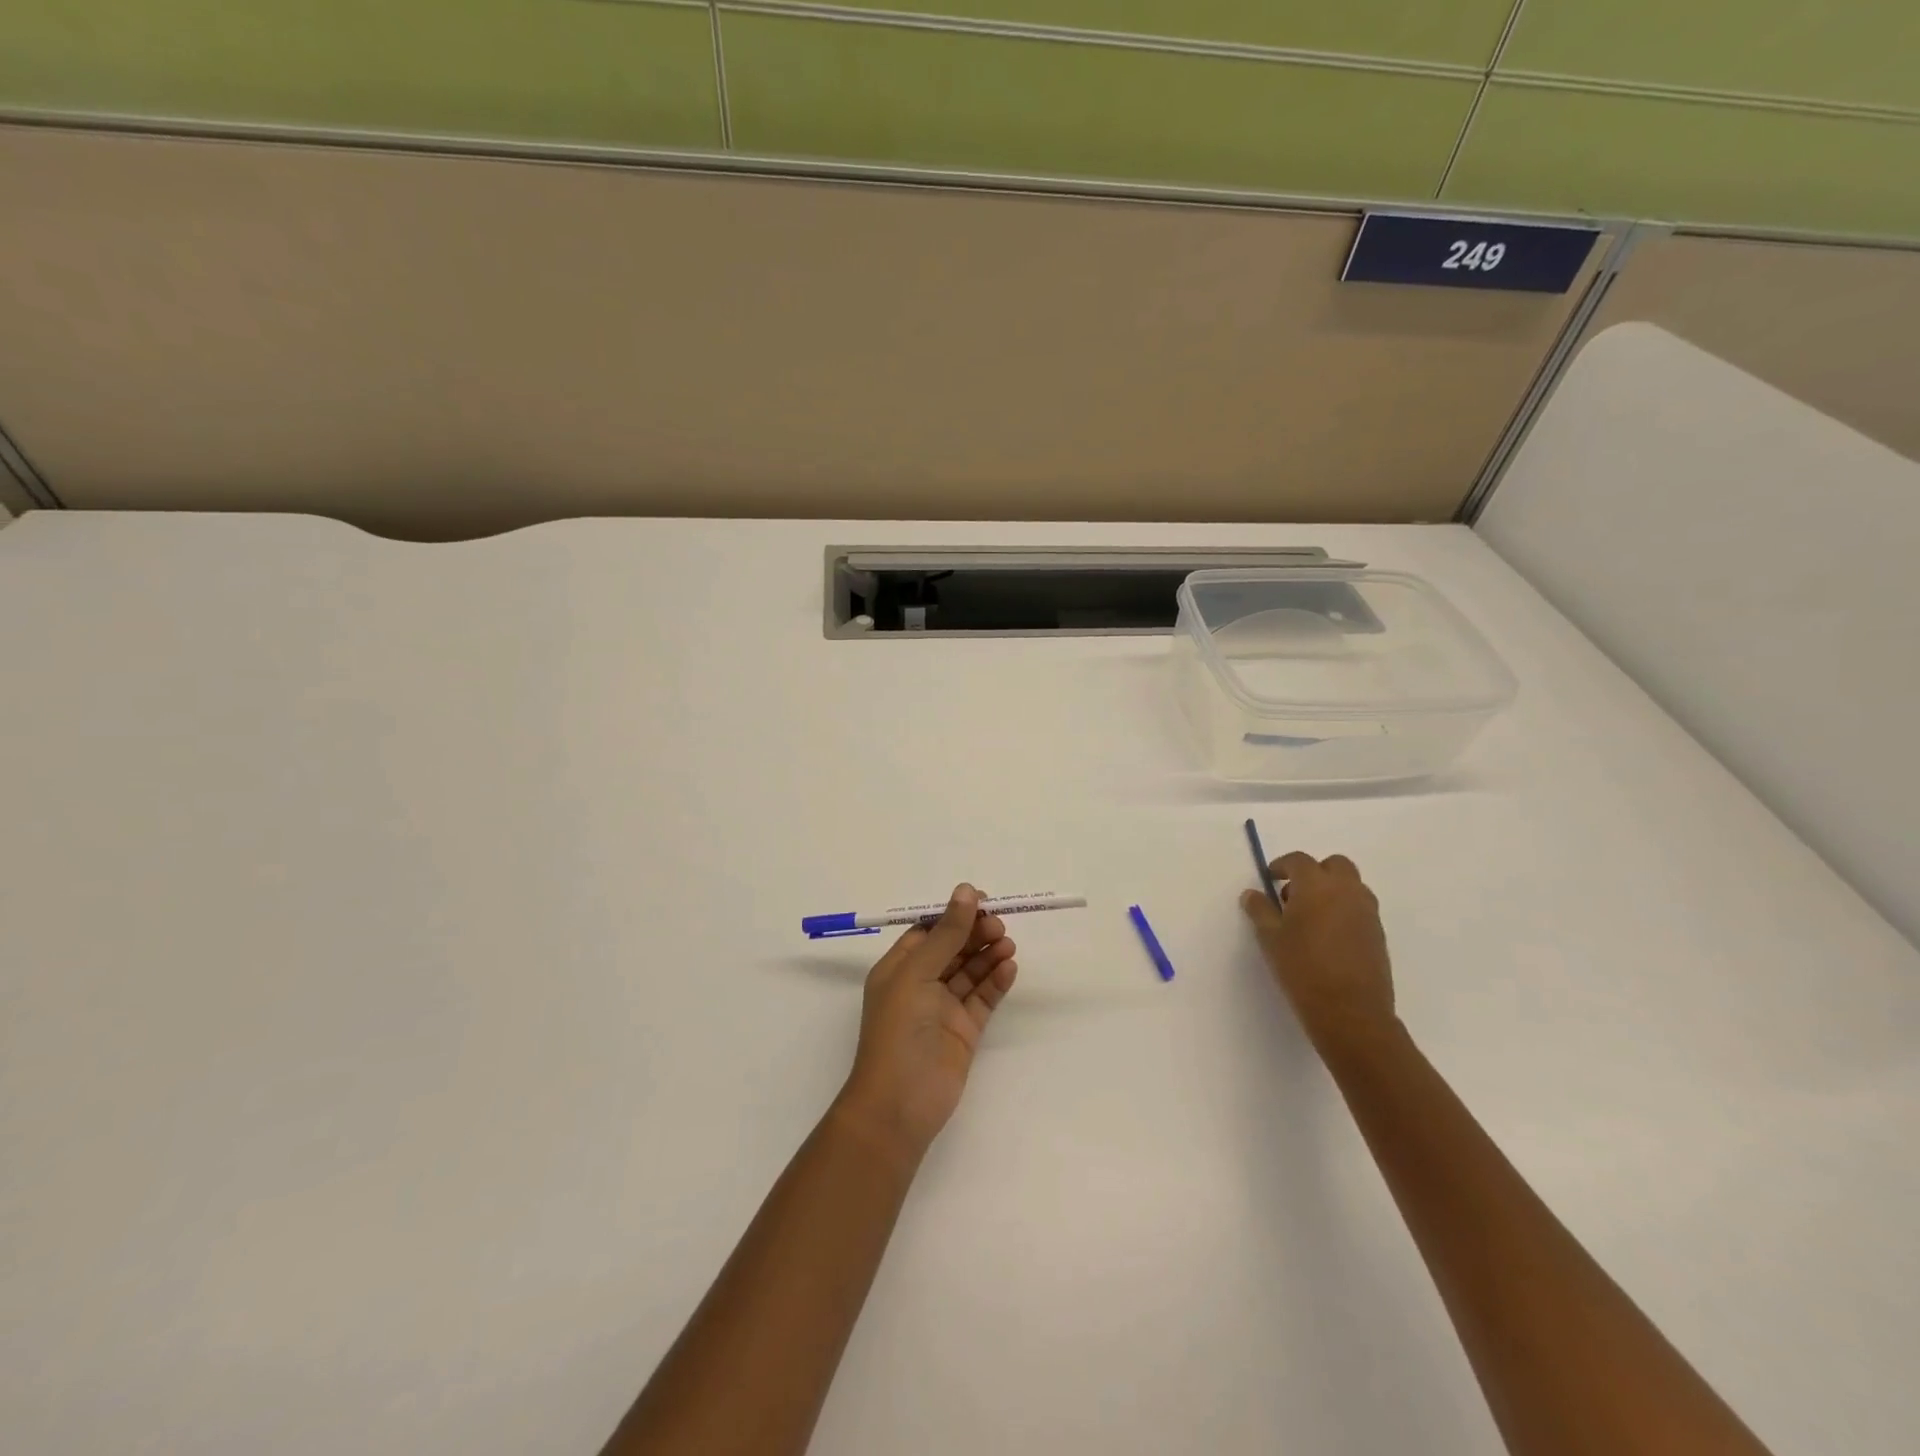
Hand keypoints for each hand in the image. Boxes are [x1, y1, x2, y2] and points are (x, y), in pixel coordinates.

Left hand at [835, 885, 1018, 1163]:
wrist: (900, 1105)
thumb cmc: (898, 1031)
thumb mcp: (918, 974)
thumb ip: (946, 933)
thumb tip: (966, 891)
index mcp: (899, 968)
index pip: (928, 931)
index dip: (953, 915)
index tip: (981, 901)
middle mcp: (920, 984)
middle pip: (953, 948)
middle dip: (975, 933)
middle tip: (999, 925)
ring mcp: (943, 1008)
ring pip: (970, 971)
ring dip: (988, 954)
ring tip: (1007, 944)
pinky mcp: (965, 1031)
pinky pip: (983, 998)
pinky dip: (996, 981)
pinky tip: (1009, 967)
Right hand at [1241, 852, 1395, 1054]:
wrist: (1350, 1012)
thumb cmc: (1302, 968)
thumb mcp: (1270, 938)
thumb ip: (1260, 910)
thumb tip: (1252, 894)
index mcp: (1317, 885)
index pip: (1299, 860)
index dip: (1282, 865)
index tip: (1270, 879)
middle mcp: (1347, 891)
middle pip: (1334, 865)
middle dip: (1314, 872)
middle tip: (1294, 895)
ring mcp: (1367, 912)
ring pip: (1351, 886)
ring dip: (1332, 890)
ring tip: (1311, 917)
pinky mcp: (1378, 933)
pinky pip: (1360, 908)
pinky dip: (1344, 910)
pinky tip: (1328, 936)